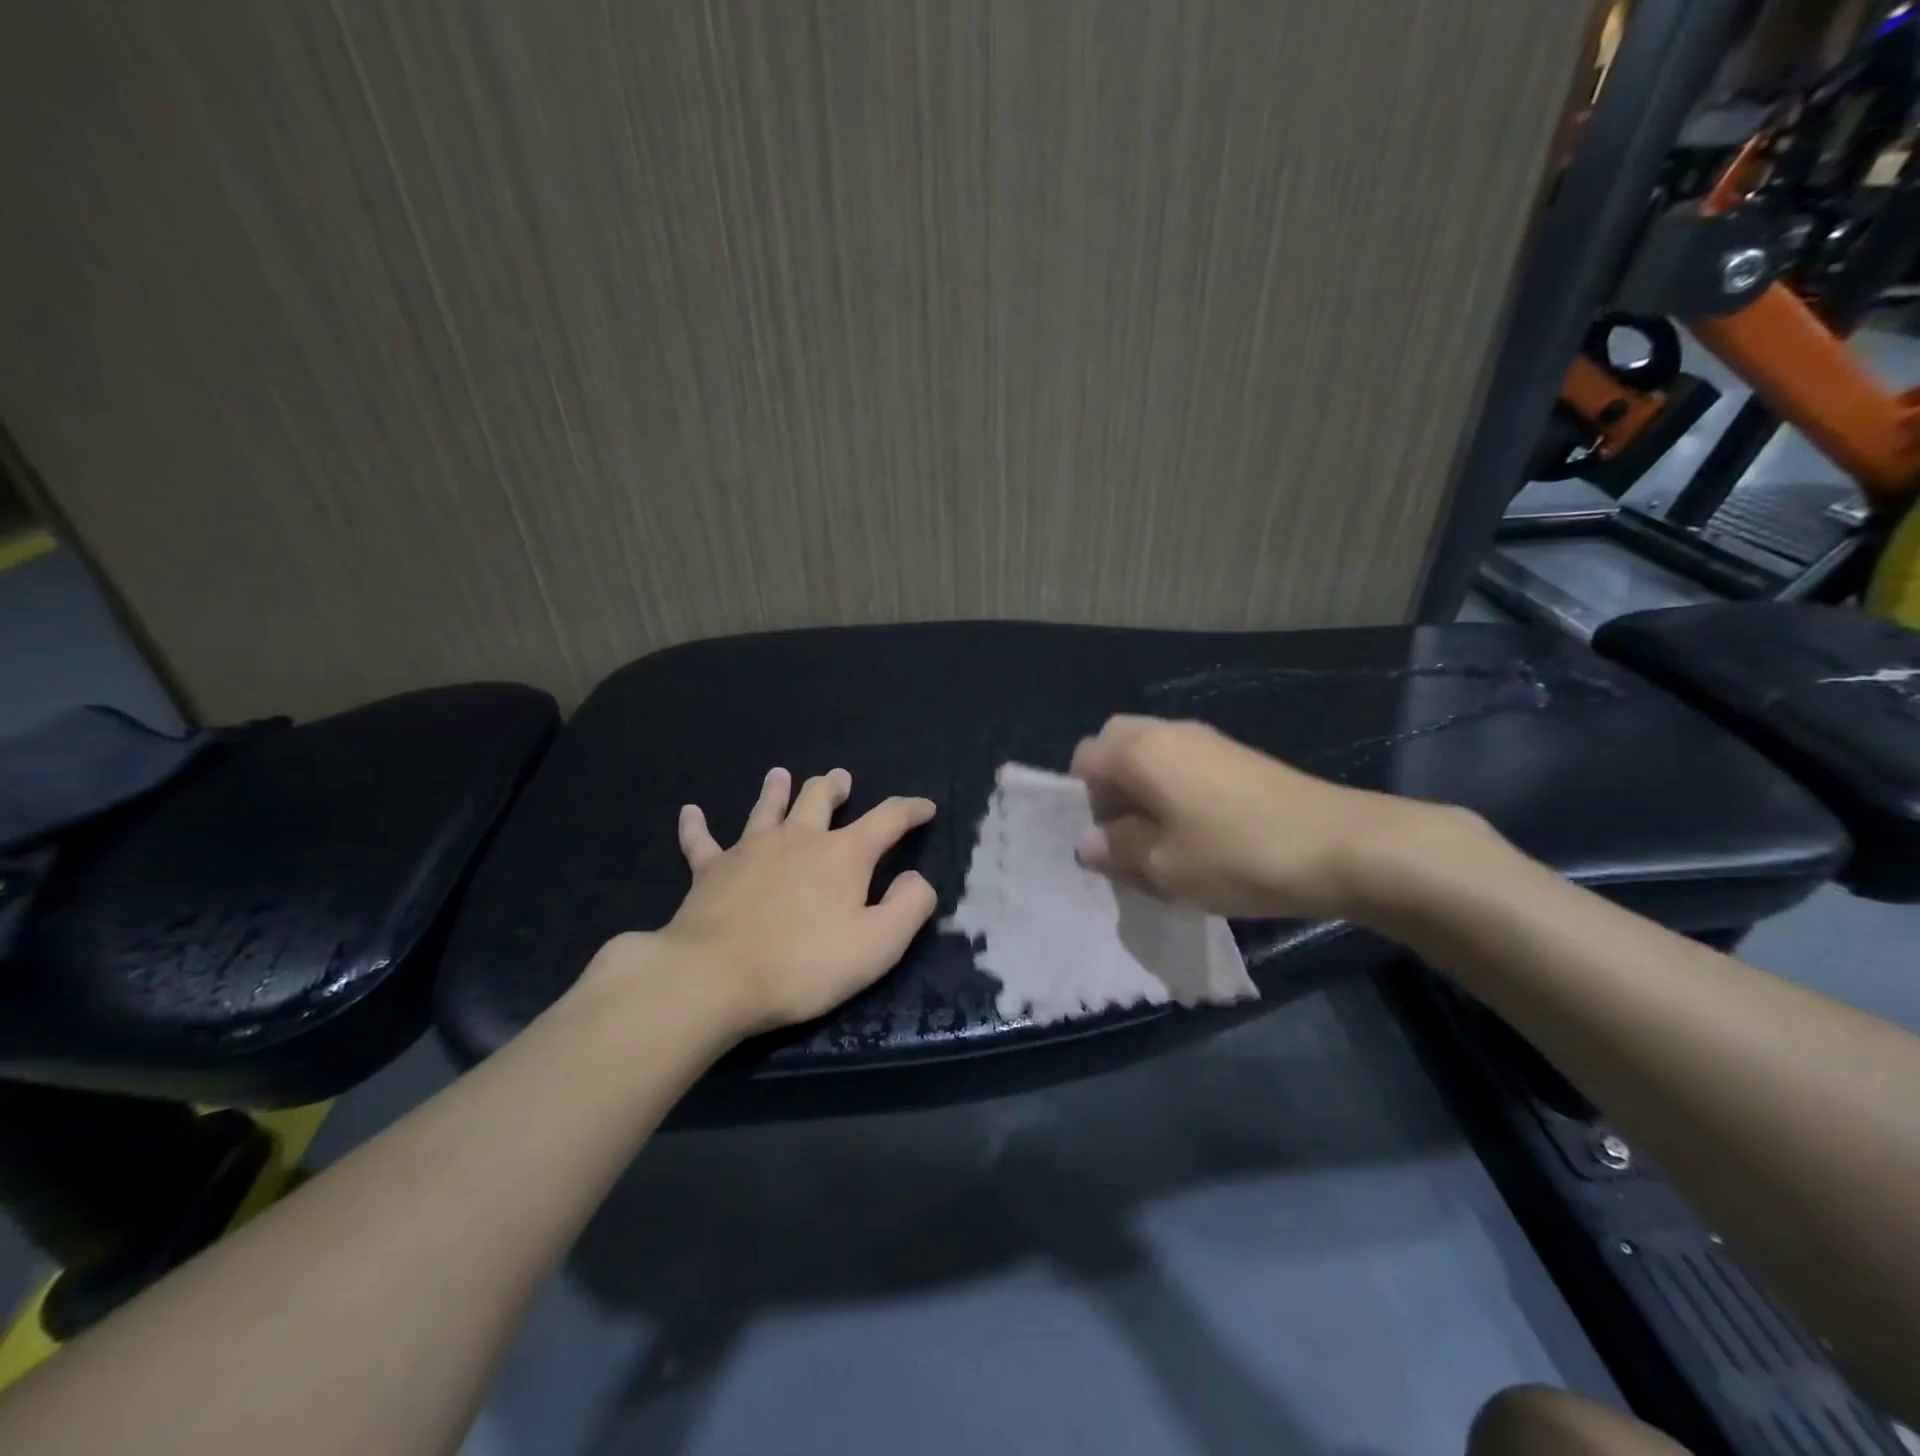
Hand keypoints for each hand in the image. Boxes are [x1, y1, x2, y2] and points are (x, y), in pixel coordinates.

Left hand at [590, 767, 937, 1037]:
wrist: (715, 976)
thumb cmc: (804, 964)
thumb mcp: (878, 944)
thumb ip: (909, 906)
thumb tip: (917, 878)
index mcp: (844, 854)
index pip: (887, 819)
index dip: (910, 810)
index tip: (926, 807)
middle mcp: (799, 838)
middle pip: (818, 798)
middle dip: (834, 786)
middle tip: (841, 778)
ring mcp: (750, 849)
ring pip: (767, 808)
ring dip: (776, 790)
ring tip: (780, 774)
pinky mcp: (710, 870)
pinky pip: (701, 841)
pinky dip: (696, 826)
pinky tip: (690, 812)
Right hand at [1070, 715, 1479, 921]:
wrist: (1343, 845)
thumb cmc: (1238, 855)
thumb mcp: (1164, 867)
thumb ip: (1116, 850)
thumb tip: (1088, 842)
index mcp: (1140, 750)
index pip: (1083, 759)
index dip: (1079, 801)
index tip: (1101, 842)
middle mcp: (1169, 732)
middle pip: (1116, 746)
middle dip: (1109, 788)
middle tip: (1126, 836)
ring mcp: (1208, 741)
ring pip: (1152, 756)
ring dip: (1143, 792)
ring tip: (1161, 843)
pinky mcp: (1238, 758)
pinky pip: (1184, 765)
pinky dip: (1175, 792)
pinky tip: (1199, 836)